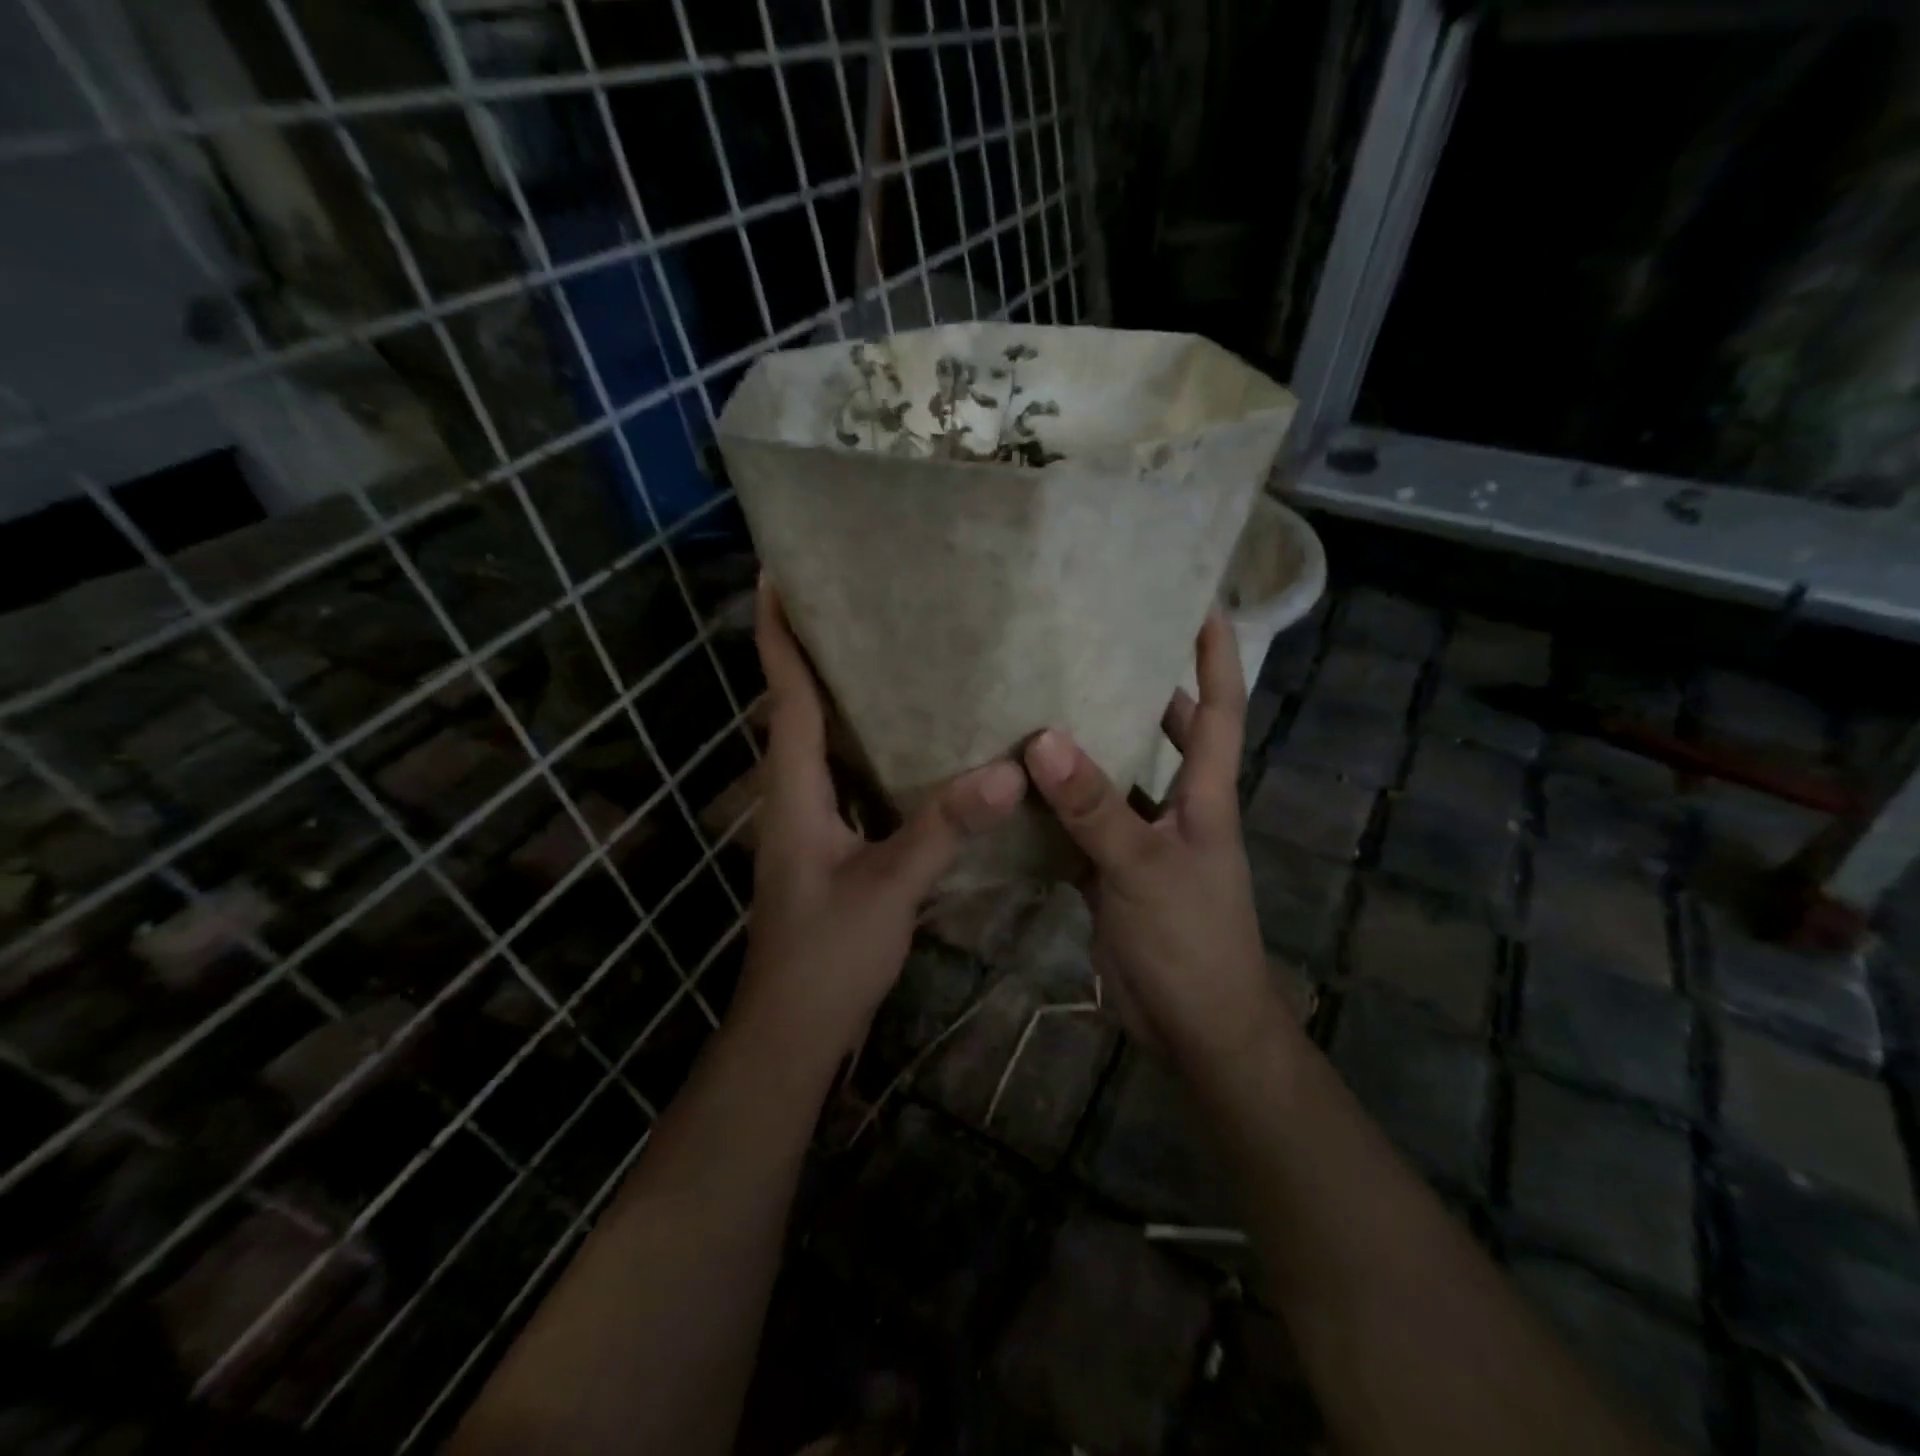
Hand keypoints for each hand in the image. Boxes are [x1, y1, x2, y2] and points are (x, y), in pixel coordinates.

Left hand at [738, 579, 1026, 1056]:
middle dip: (813, 653)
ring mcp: (811, 823)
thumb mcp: (888, 888)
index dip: (779, 637)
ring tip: (885, 653)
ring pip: (824, 744)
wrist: (794, 1029)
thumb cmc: (826, 955)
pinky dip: (868, 747)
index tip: (775, 578)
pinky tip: (912, 742)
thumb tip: (1006, 768)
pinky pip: (849, 778)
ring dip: (841, 697)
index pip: (785, 698)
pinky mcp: (832, 846)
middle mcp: (795, 796)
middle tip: (852, 601)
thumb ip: (942, 827)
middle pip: (799, 709)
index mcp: (794, 791)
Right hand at [1023, 614, 1286, 1067]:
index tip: (1202, 604)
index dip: (1216, 657)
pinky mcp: (1111, 875)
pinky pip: (1080, 827)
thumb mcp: (1142, 867)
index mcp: (1205, 797)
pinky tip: (1014, 787)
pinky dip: (1054, 808)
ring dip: (1087, 749)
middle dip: (1144, 690)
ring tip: (1041, 703)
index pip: (1220, 711)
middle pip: (1168, 736)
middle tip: (1096, 647)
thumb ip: (1093, 806)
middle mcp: (1178, 809)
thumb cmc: (1190, 941)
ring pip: (1114, 781)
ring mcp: (1143, 843)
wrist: (1195, 1029)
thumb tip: (1042, 737)